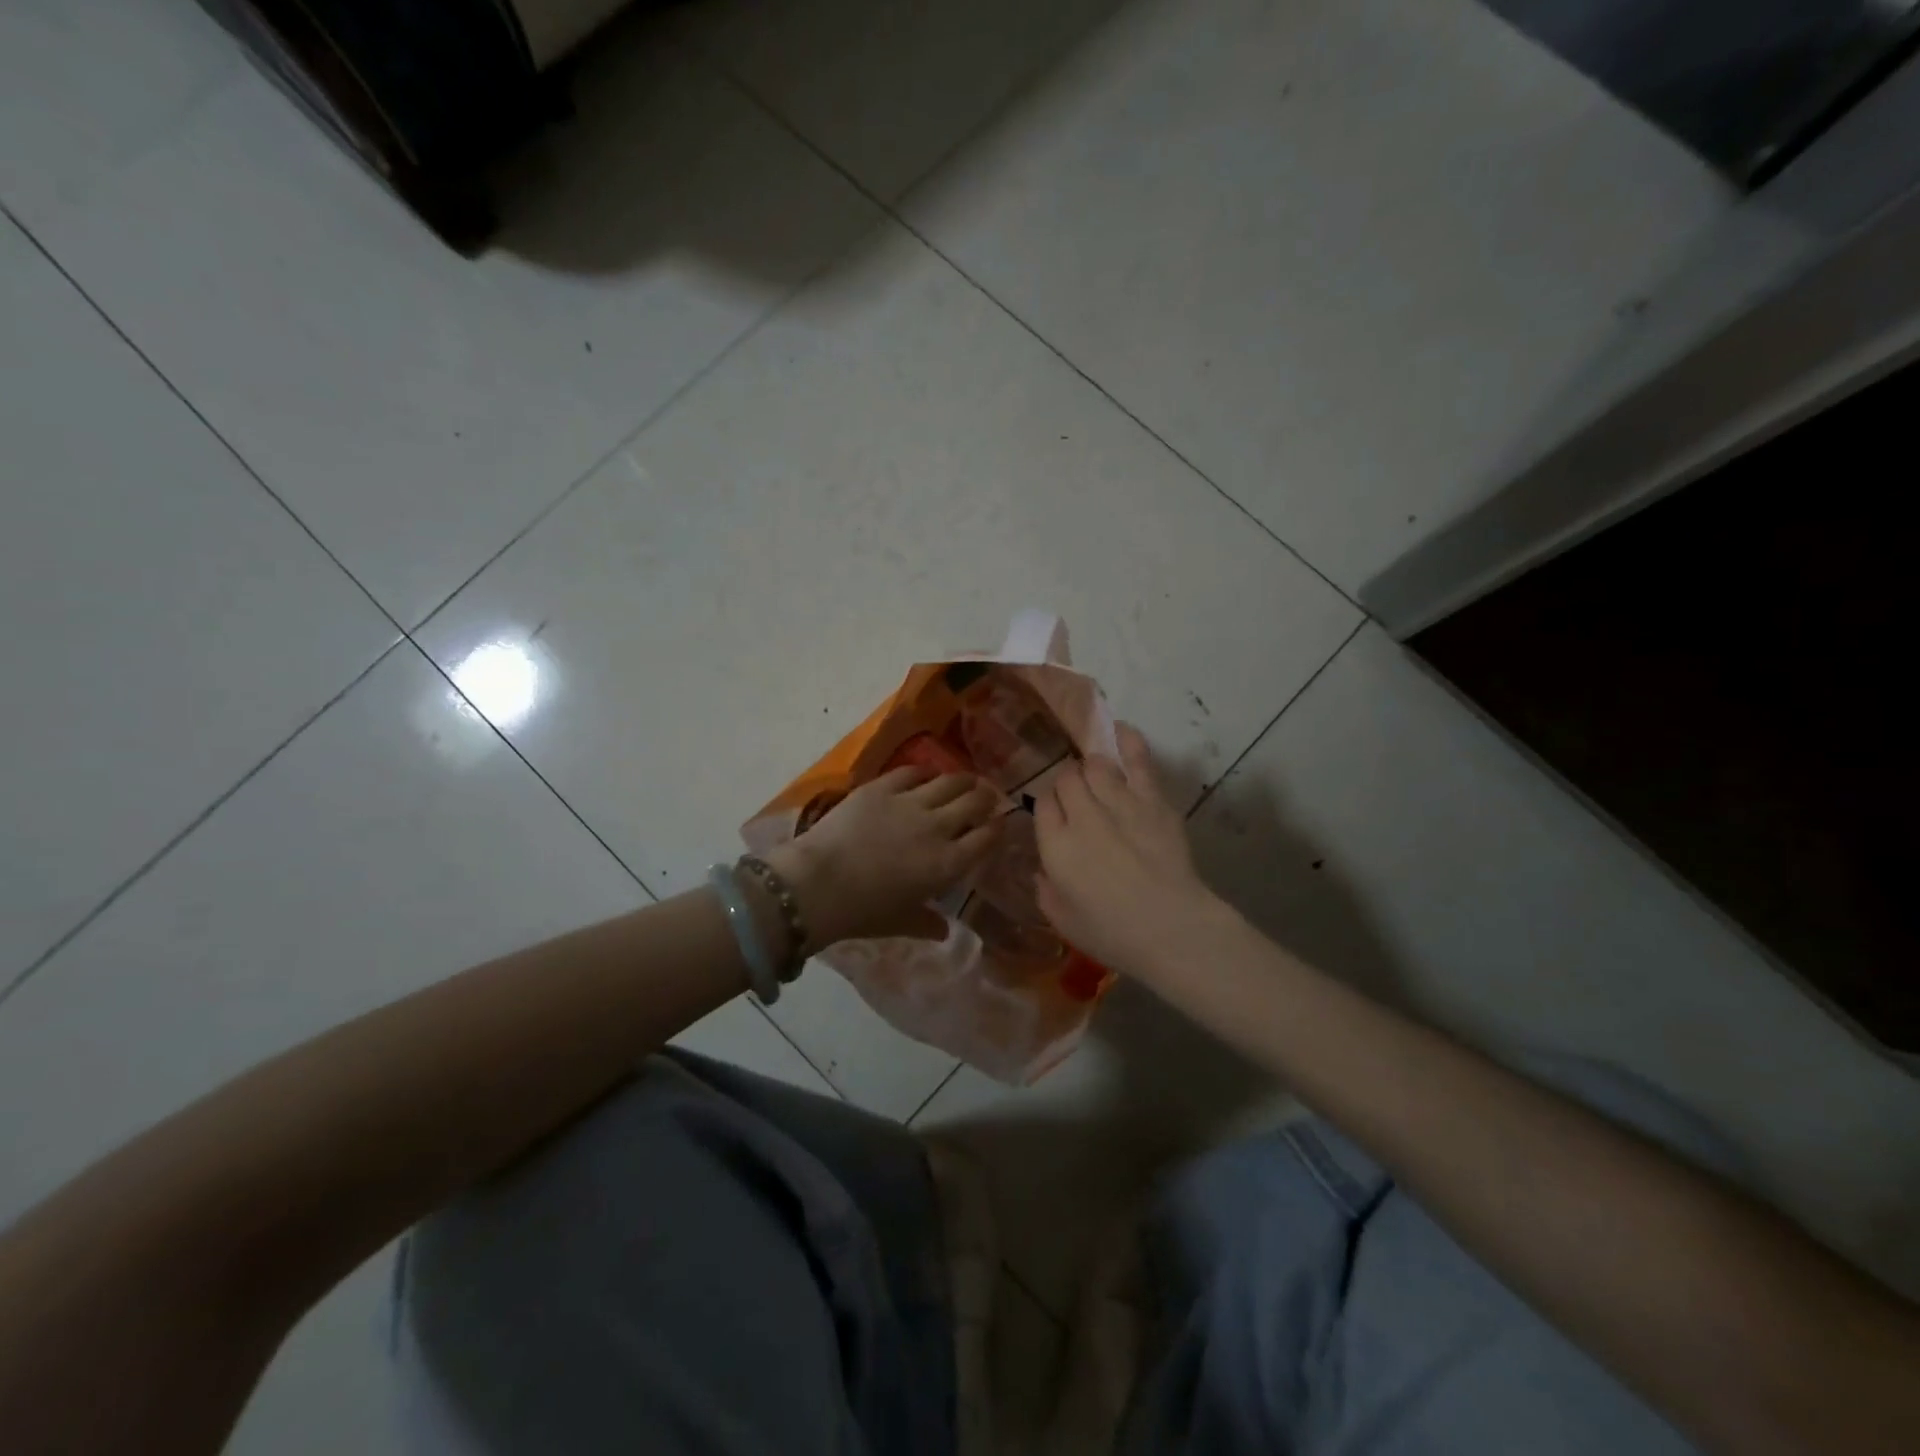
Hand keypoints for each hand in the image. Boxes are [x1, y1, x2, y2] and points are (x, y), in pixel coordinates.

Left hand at [770, 766, 1000, 945]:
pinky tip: (927, 774)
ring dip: (963, 780)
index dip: (997, 828)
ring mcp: (910, 802)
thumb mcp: (901, 922)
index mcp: (948, 864)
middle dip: (985, 798)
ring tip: (966, 781)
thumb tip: (945, 931)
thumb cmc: (863, 912)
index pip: (986, 838)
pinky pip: (913, 771)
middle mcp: (938, 827)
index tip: (999, 824)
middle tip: (986, 797)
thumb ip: (927, 923)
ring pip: (949, 781)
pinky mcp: (882, 787)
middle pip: (974, 803)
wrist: (819, 883)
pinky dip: (925, 772)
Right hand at [1033, 724, 1223, 980]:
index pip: (1042, 804)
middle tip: (1078, 800)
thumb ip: (1046, 891)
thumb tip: (1043, 870)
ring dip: (1092, 769)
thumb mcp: (1063, 921)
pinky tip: (1119, 729)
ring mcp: (1118, 802)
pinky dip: (1128, 741)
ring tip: (1098, 778)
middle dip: (1068, 785)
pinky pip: (1137, 760)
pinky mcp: (1152, 800)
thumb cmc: (1114, 934)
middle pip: (1066, 779)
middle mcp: (1082, 815)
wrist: (1172, 928)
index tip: (1057, 817)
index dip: (1049, 806)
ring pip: (1095, 766)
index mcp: (1055, 846)